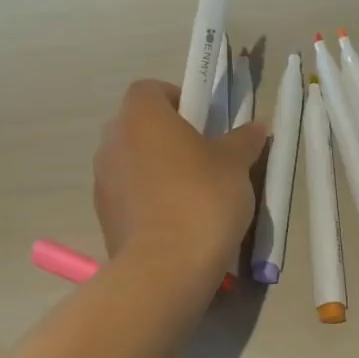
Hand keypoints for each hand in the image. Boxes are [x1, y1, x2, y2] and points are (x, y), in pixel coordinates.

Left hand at [94, 80, 267, 279]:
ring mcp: (102, 179)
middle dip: (167, 135)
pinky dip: (147, 197)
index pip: (151, 89)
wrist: (165, 268)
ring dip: (156, 168)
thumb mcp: (235, 165)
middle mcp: (112, 140)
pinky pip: (128, 193)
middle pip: (139, 125)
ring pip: (132, 160)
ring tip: (191, 192)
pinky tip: (175, 220)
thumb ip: (243, 140)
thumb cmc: (202, 198)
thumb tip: (256, 128)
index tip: (203, 122)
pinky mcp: (103, 214)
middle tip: (203, 156)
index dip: (177, 99)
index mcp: (140, 115)